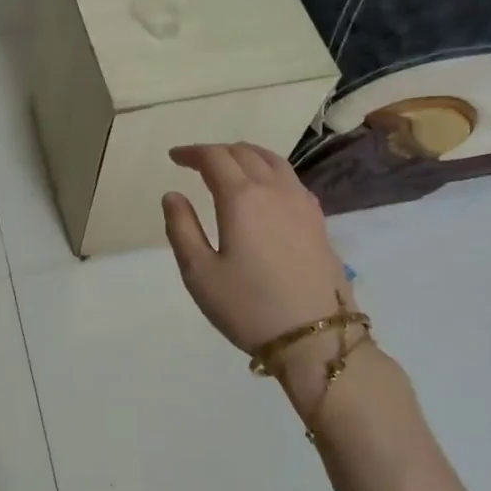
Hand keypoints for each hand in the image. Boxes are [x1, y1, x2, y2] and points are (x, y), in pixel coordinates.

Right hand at [162, 143, 353, 405]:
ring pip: (272, 160)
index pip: (214, 158)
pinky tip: (263, 189)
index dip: (192, 152)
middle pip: (244, 152)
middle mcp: (274, 189)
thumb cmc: (249, 307)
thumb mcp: (199, 273)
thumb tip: (172, 195)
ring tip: (229, 166)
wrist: (316, 338)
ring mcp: (301, 202)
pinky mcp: (318, 219)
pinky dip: (268, 170)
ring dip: (245, 155)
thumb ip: (182, 228)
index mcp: (242, 198)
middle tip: (196, 163)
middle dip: (216, 152)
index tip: (174, 157)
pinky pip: (290, 178)